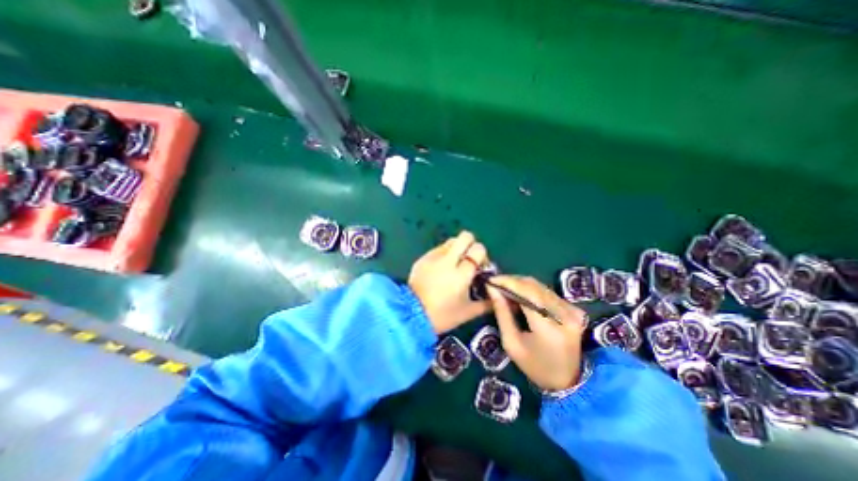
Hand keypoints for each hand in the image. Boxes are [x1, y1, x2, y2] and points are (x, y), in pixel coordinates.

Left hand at [409, 231, 493, 334]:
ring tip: (454, 264)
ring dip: (456, 249)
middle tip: (468, 259)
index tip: (480, 266)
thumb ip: (487, 303)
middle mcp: (448, 261)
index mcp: (461, 274)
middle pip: (465, 236)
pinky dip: (443, 255)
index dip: (481, 255)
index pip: (478, 250)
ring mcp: (433, 257)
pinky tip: (440, 270)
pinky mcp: (422, 258)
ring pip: (451, 241)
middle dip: (470, 244)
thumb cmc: (442, 316)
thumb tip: (497, 295)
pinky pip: (438, 249)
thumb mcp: (468, 312)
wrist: (411, 315)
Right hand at [489, 276, 590, 392]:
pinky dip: (531, 290)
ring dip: (520, 284)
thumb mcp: (511, 343)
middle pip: (534, 286)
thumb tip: (492, 289)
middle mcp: (564, 315)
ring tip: (505, 289)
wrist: (569, 381)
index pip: (526, 293)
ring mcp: (572, 311)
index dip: (507, 282)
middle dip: (512, 281)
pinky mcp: (574, 309)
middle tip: (496, 284)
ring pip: (540, 286)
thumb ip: (502, 313)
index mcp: (548, 328)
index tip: (491, 280)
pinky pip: (547, 292)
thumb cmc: (535, 366)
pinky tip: (521, 296)